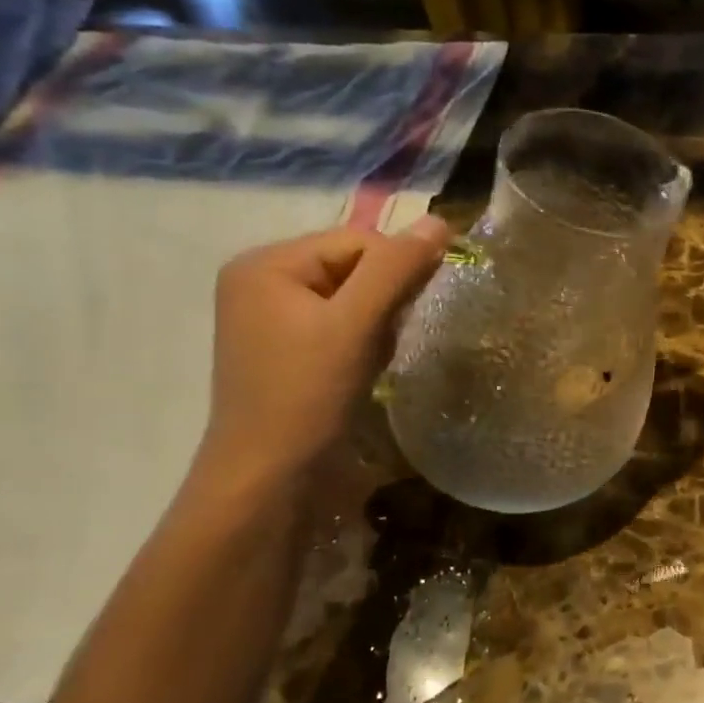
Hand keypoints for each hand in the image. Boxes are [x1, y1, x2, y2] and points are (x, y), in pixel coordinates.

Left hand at [201, 218, 448, 480]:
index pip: (359, 240)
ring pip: (354, 298)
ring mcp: (272, 318)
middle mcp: (263, 281)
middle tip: (383, 342)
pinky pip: (342, 324)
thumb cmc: (306, 396)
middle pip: (355, 267)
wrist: (268, 482)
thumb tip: (440, 221)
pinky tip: (362, 369)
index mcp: (267, 263)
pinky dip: (364, 341)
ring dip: (378, 324)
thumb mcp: (355, 325)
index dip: (395, 273)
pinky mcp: (287, 349)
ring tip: (371, 360)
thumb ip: (397, 268)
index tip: (403, 317)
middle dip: (385, 302)